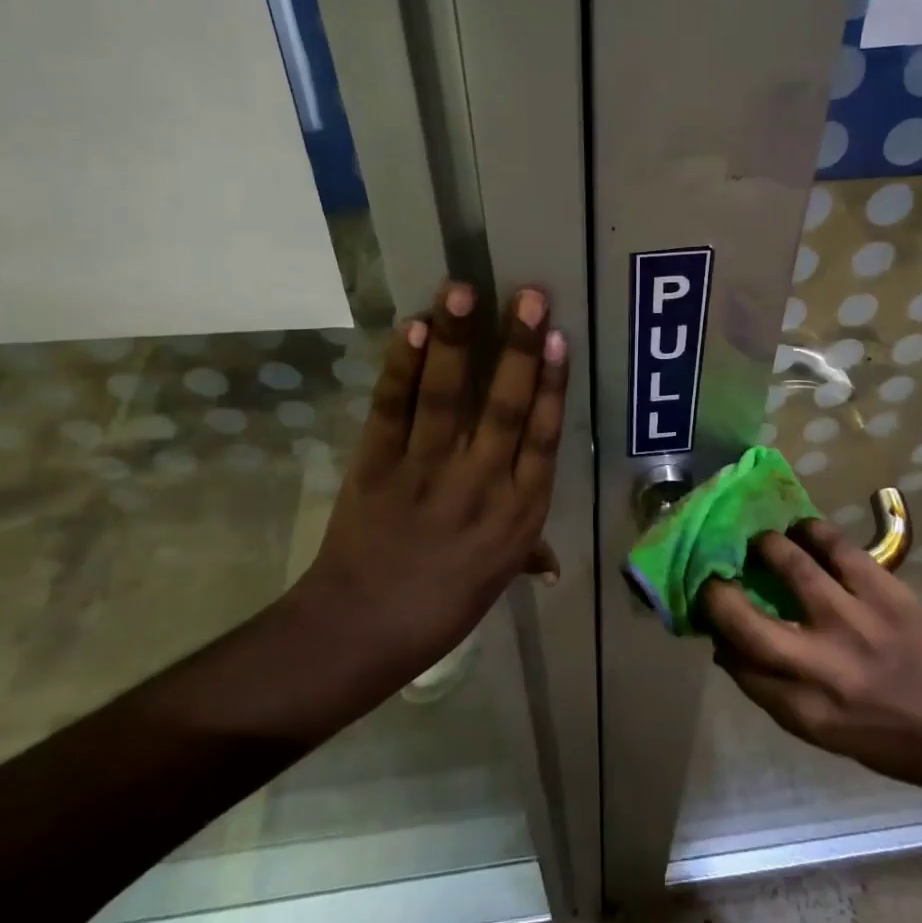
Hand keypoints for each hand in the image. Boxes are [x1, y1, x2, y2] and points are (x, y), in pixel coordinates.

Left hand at [268, 281, 567, 728]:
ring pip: (448, 398)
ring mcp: (427, 472)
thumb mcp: (496, 580)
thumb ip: (526, 554)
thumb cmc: (442, 608)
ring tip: (462, 291)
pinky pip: (392, 410)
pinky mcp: (377, 467)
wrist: (361, 632)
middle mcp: (482, 484)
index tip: (560, 337)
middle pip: (506, 406)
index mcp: (520, 512)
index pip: (543, 435)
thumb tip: (551, 562)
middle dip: (519, 347)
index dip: (552, 383)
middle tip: (530, 295)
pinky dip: (401, 369)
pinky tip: (411, 329)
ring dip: (456, 342)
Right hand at [702, 520, 921, 793]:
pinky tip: (802, 529)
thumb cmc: (882, 733)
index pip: (737, 662)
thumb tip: (725, 643)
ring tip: (760, 540)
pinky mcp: (884, 590)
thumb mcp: (819, 730)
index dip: (713, 629)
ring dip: (766, 546)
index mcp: (804, 708)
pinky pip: (837, 547)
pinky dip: (812, 532)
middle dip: (719, 590)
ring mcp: (854, 620)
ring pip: (791, 565)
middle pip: (747, 620)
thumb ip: (769, 689)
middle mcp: (822, 665)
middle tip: (716, 569)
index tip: (704, 605)